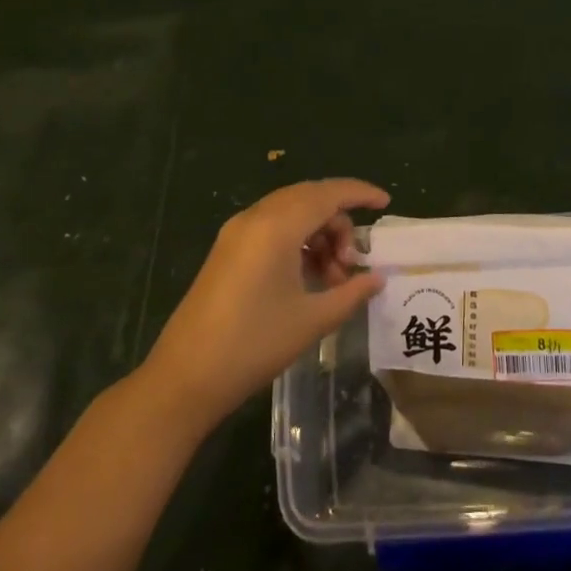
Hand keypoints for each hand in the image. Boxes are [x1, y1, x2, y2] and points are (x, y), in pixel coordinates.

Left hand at [144, 179, 388, 431]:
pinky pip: (271, 228)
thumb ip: (351, 292)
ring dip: (318, 234)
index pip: (327, 193)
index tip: (385, 204)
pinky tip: (308, 277)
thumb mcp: (311, 320)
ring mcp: (236, 233)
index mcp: (276, 226)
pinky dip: (297, 242)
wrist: (185, 377)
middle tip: (354, 261)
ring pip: (290, 213)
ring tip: (332, 278)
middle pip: (309, 199)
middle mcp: (255, 218)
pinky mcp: (227, 250)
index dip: (359, 194)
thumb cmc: (254, 345)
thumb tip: (377, 278)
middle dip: (339, 222)